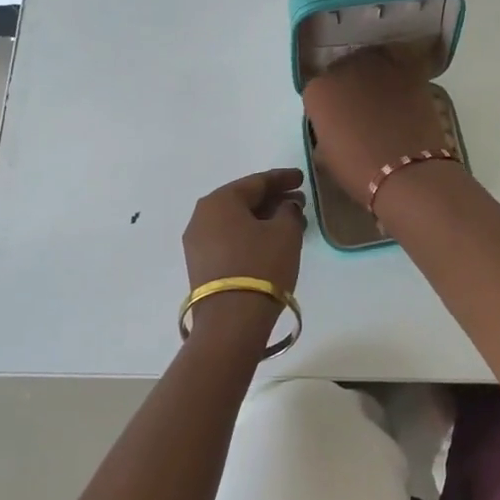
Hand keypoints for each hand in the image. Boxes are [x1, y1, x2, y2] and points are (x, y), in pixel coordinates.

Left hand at [182, 168, 306, 303]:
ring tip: (291, 223)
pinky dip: (251, 235)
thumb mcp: (285, 233)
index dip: (282, 178)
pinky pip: (229, 239)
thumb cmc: (261, 266)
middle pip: (243, 201)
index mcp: (219, 201)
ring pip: (236, 221)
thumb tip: (284, 207)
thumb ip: (288, 211)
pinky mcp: (200, 265)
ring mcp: (197, 243)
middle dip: (273, 199)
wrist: (231, 322)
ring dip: (263, 219)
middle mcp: (202, 216)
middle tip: (299, 202)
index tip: (302, 178)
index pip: (256, 182)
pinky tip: (272, 242)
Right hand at [301, 49, 449, 206]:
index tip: (338, 123)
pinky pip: (399, 65)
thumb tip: (336, 126)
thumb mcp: (325, 155)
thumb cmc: (358, 170)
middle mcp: (342, 68)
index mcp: (317, 90)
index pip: (319, 92)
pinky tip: (405, 95)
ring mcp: (376, 64)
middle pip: (343, 72)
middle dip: (351, 87)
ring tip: (387, 100)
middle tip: (363, 111)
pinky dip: (401, 77)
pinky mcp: (407, 67)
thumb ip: (326, 130)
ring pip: (371, 64)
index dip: (329, 108)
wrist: (405, 171)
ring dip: (375, 78)